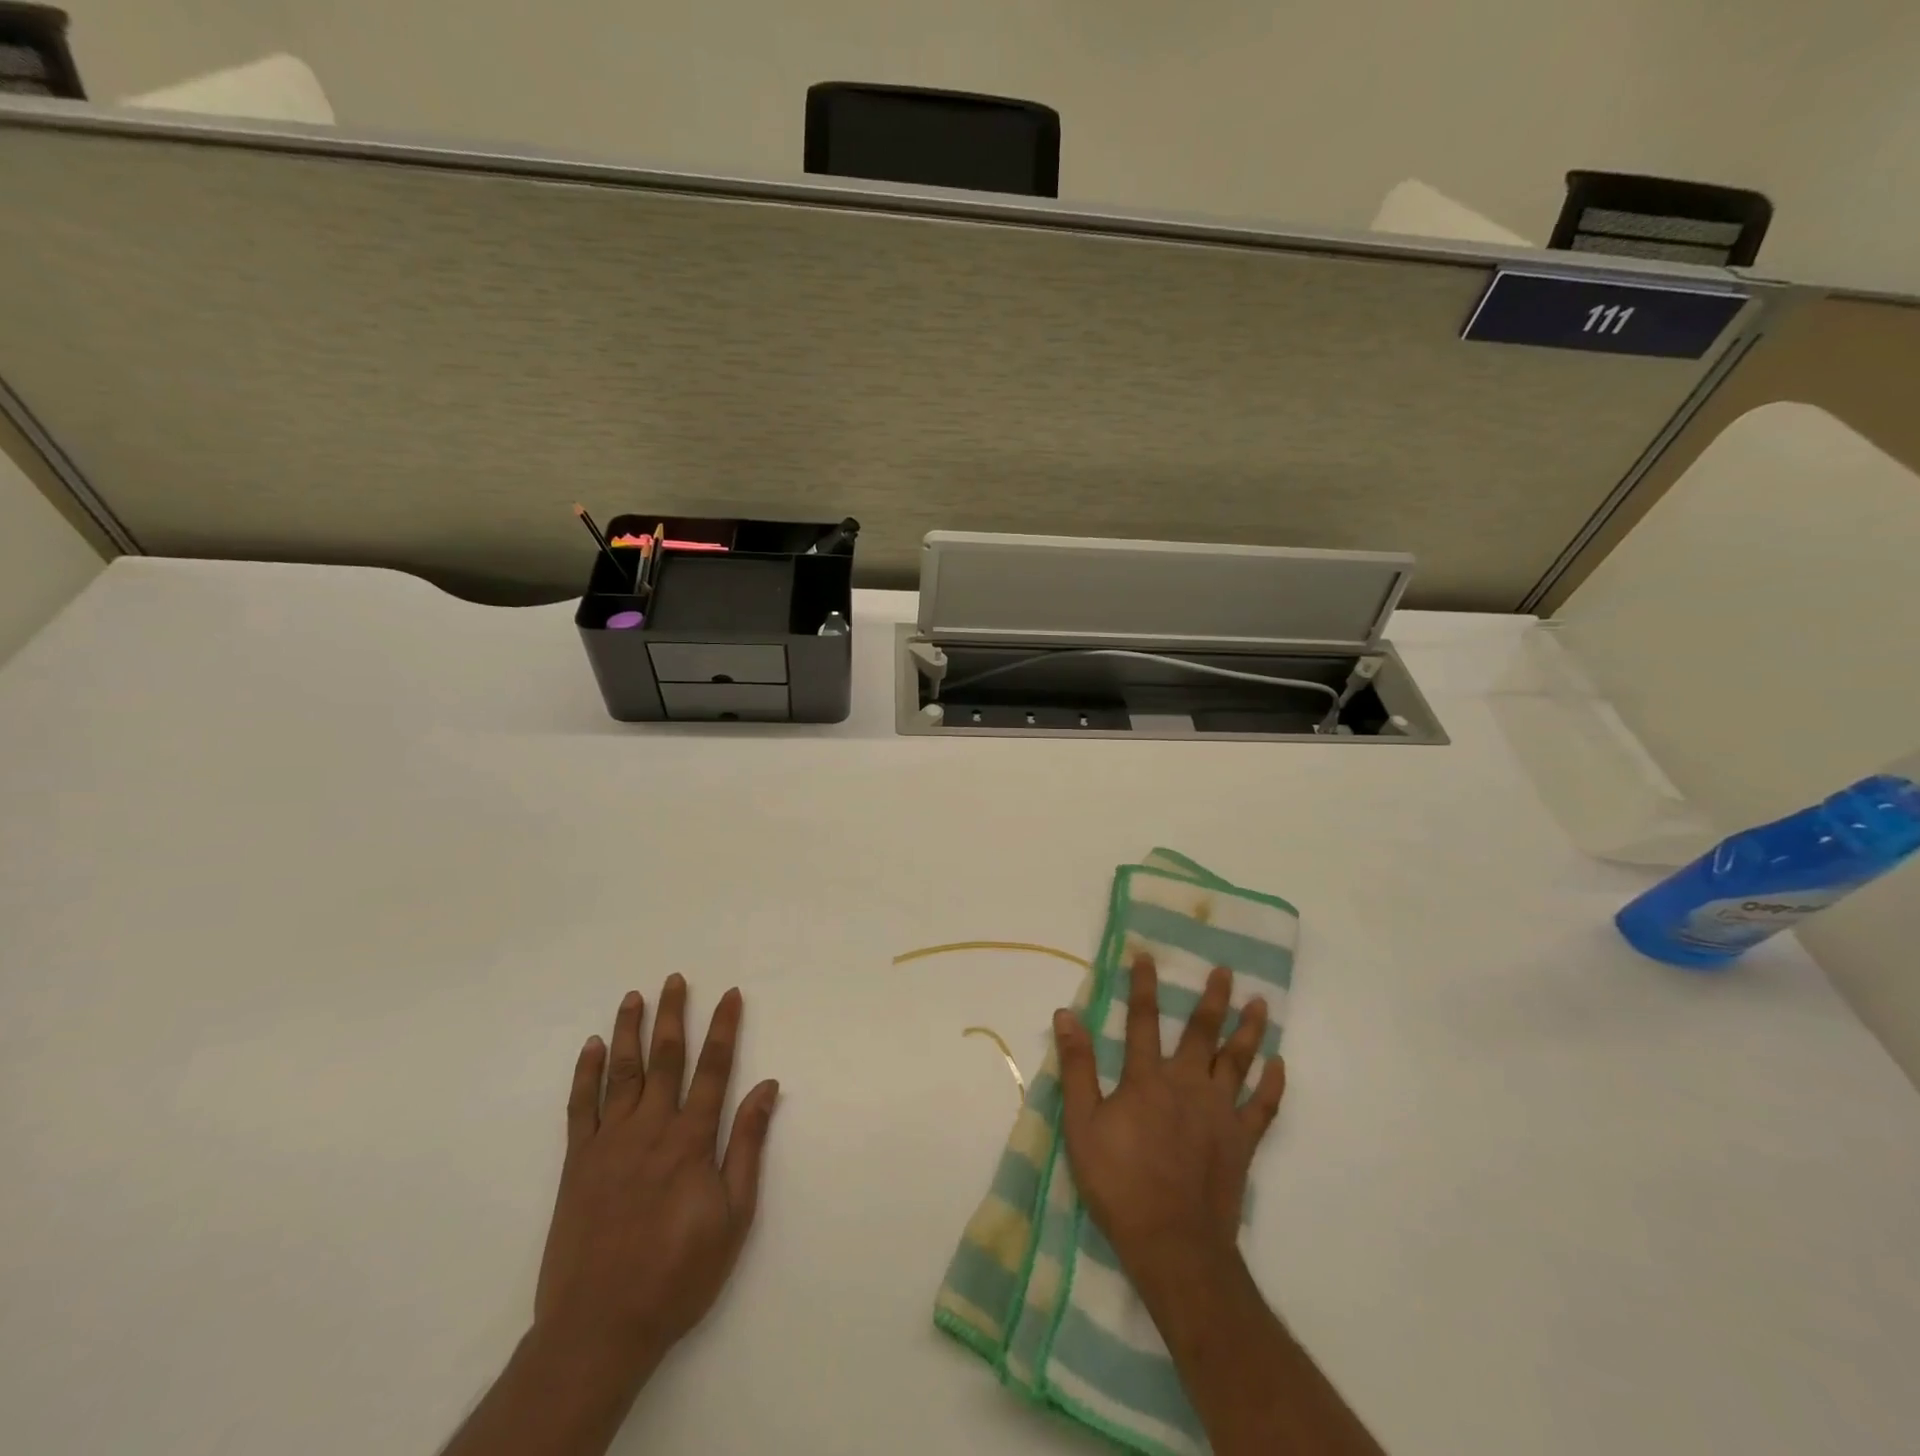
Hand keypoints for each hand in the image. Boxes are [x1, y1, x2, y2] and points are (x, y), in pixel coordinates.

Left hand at [532, 976, 779, 1381]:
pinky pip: (580, 1107)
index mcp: (690, 1141)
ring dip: (629, 1031)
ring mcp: (609, 1143)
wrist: (599, 1329)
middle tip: (675, 979)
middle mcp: (650, 1129)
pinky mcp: (577, 1163)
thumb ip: (747, 1146)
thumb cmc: (678, 1273)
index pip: (714, 1069)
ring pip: (622, 1073)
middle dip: (673, 1015)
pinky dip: (586, 1074)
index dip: (724, 1028)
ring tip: (634, 997)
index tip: (730, 994)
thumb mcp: (733, 1216)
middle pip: (665, 1059)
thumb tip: (767, 1087)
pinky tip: (592, 1047)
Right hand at [1052, 953, 1285, 1281]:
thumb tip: (1066, 1014)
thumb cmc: (1120, 1183)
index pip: (1142, 1020)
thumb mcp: (1082, 1125)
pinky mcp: (1242, 1142)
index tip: (1146, 956)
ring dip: (1249, 1030)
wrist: (1173, 1243)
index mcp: (1147, 1079)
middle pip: (1202, 1033)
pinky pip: (1263, 1107)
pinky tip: (1279, 1064)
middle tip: (1226, 971)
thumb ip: (1077, 1067)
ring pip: (1238, 1061)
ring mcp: (1220, 1112)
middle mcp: (1187, 1084)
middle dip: (1213, 999)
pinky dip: (1272, 1084)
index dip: (1142, 986)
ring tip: (1260, 1004)